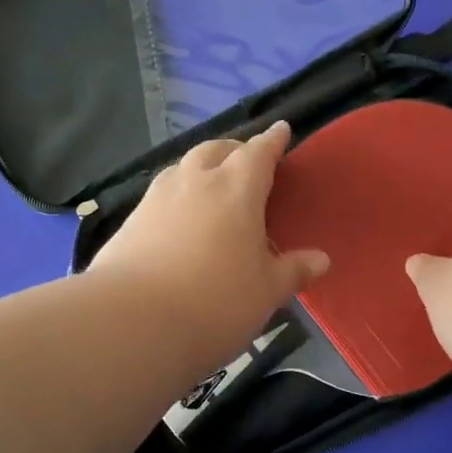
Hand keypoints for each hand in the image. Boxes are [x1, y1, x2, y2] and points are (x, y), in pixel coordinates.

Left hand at [88, 121, 329, 366]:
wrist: (132, 322)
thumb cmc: (216, 302)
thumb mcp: (266, 292)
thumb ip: (293, 271)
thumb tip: (321, 260)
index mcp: (236, 189)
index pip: (259, 152)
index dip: (272, 140)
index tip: (281, 130)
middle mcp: (195, 182)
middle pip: (216, 149)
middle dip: (234, 149)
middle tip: (246, 161)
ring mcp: (157, 198)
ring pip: (183, 167)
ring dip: (201, 168)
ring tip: (211, 186)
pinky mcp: (130, 221)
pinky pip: (161, 194)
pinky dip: (178, 195)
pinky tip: (179, 219)